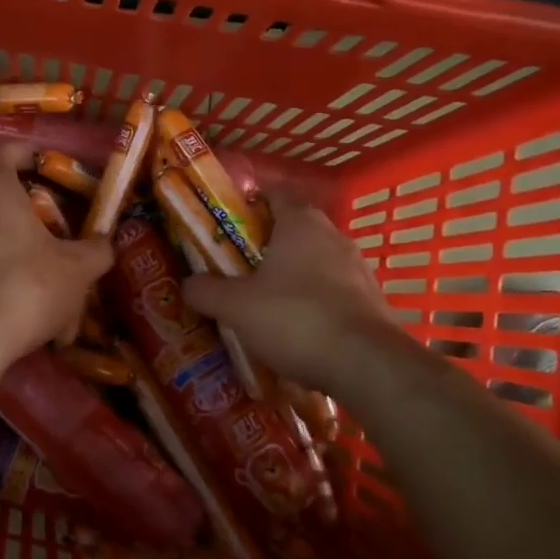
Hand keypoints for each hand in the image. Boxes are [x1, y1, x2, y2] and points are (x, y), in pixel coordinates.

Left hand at [0, 144, 111, 371]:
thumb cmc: (26, 287)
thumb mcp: (77, 270)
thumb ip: (96, 251)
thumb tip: (105, 243)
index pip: (0, 151)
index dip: (22, 150)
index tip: (43, 161)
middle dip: (24, 205)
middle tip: (53, 221)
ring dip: (14, 244)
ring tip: (45, 269)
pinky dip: (0, 272)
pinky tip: (25, 304)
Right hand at [182, 189, 392, 392]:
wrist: (366, 364)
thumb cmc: (295, 318)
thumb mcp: (235, 306)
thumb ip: (206, 291)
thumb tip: (187, 284)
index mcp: (300, 222)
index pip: (273, 194)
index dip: (248, 204)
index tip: (226, 223)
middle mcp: (333, 236)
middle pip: (292, 230)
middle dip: (264, 246)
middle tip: (235, 268)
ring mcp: (358, 268)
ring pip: (314, 262)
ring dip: (290, 276)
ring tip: (263, 303)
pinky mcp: (372, 300)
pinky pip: (332, 292)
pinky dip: (312, 302)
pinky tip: (295, 329)